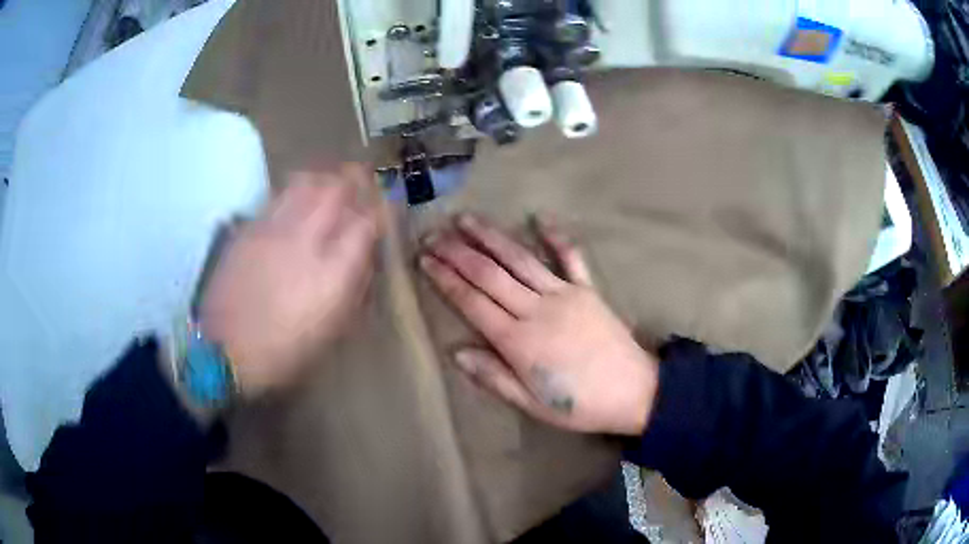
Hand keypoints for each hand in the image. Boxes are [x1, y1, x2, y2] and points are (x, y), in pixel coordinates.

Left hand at [200, 164, 379, 396]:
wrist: (225, 349)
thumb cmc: (284, 350)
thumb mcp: (331, 329)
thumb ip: (353, 287)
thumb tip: (364, 256)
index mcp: (332, 272)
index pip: (366, 223)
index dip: (378, 210)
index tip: (382, 208)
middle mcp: (305, 239)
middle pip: (336, 188)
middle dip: (353, 180)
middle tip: (360, 182)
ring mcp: (273, 229)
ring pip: (304, 182)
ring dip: (322, 179)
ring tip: (327, 185)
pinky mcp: (248, 228)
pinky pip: (278, 196)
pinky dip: (294, 192)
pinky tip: (294, 204)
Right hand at [420, 213, 657, 435]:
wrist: (635, 392)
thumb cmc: (579, 405)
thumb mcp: (531, 403)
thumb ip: (493, 376)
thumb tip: (456, 352)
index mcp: (518, 340)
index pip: (472, 302)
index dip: (445, 279)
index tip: (424, 260)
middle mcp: (536, 309)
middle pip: (489, 274)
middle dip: (457, 253)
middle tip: (432, 234)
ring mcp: (564, 294)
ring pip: (519, 259)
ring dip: (491, 237)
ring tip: (466, 219)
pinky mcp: (587, 289)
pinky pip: (570, 257)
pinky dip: (555, 236)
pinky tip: (539, 217)